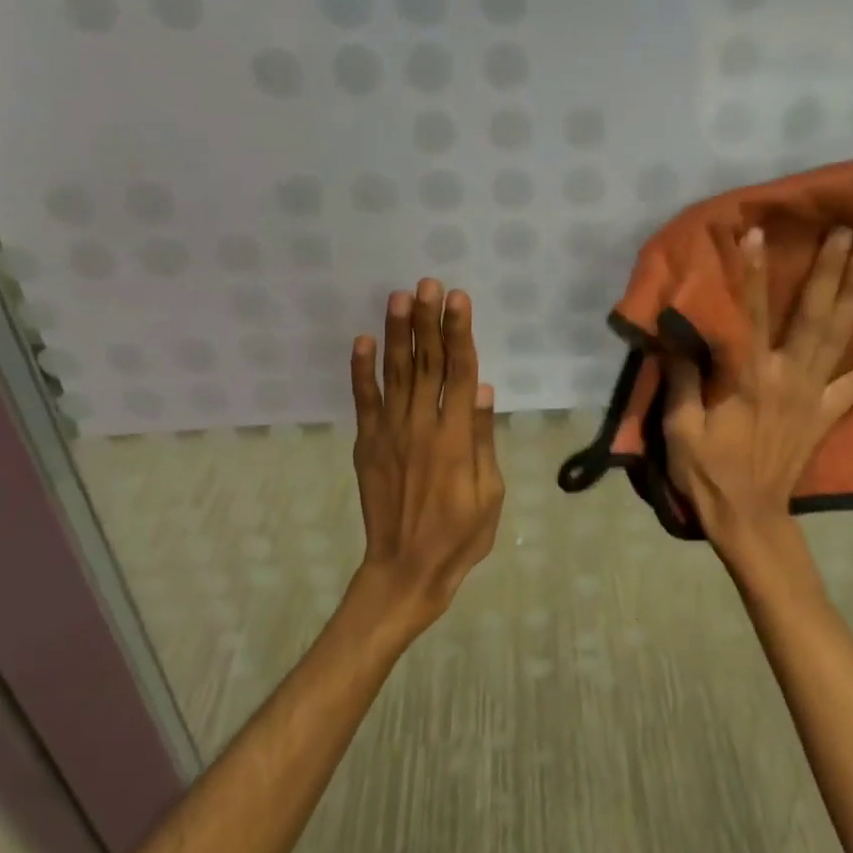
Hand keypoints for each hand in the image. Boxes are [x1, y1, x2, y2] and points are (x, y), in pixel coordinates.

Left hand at [348, 278, 504, 638]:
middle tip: (428, 283)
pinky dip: (361, 370)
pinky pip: (363, 400)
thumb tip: (484, 390)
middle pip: (427, 362)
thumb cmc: (460, 535)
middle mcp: (422, 425)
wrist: (406, 569)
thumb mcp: (491, 493)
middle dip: (428, 320)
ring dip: (397, 333)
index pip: (460, 372)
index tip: (458, 299)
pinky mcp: (367, 444)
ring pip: (396, 373)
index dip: (459, 332)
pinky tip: (362, 341)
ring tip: (399, 297)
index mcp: (457, 436)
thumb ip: (484, 439)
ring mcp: (390, 433)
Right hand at [662, 227, 852, 566]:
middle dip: (826, 272)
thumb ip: (682, 377)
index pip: (748, 314)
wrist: (748, 515)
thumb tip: (678, 333)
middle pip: (810, 316)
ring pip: (838, 338)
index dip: (751, 274)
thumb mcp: (680, 427)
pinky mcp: (827, 413)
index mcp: (748, 377)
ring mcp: (813, 394)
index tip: (759, 234)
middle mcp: (787, 376)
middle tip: (844, 233)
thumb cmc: (708, 471)